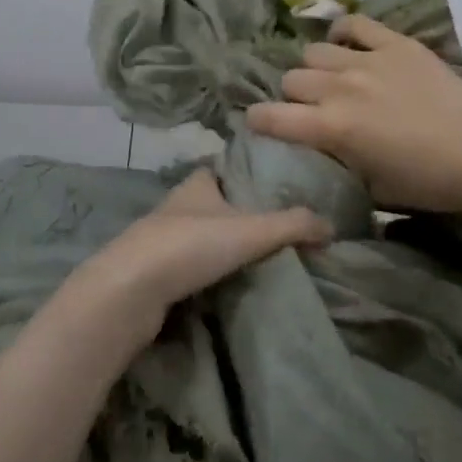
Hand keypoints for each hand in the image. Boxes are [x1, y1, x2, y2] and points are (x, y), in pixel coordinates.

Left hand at [56, 170, 331, 347]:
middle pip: (214, 204)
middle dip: (239, 215)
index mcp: (196, 183)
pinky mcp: (154, 274)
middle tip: (276, 231)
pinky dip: (208, 274)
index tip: (274, 188)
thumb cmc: (190, 245)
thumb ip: (292, 225)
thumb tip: (330, 225)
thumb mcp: (250, 230)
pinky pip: (189, 268)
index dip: (246, 175)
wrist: (131, 291)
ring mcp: (162, 240)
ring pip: (200, 237)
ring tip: (260, 262)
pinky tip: (230, 288)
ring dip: (222, 247)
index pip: (223, 170)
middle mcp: (177, 205)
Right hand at [247, 14, 461, 214]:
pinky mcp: (393, 42)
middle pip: (291, 79)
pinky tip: (349, 45)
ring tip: (333, 77)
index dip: (258, 120)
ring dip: (317, 68)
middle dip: (293, 95)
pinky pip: (353, 24)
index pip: (271, 117)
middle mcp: (339, 88)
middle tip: (311, 107)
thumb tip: (323, 147)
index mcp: (331, 128)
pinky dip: (343, 33)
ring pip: (314, 51)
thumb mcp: (372, 186)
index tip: (260, 123)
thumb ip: (338, 160)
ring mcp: (366, 60)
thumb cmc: (429, 181)